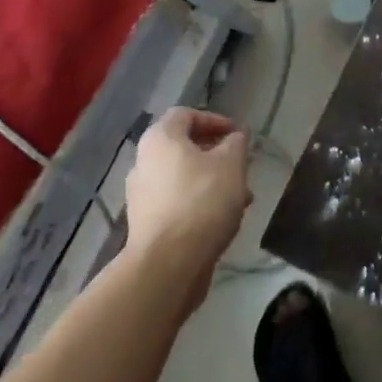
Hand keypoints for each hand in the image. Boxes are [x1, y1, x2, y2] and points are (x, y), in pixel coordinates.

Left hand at [123, 107, 252, 312]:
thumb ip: (236, 143)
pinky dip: (198, 204)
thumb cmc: (201, 201)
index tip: (236, 135)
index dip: (214, 119)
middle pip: (183, 148)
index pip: (186, 114)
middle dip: (216, 155)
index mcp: (160, 138)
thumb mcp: (231, 164)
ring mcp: (141, 196)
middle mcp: (144, 162)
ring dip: (211, 182)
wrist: (167, 266)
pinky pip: (176, 203)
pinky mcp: (145, 225)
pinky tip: (221, 220)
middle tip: (240, 166)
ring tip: (240, 198)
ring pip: (182, 178)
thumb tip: (235, 136)